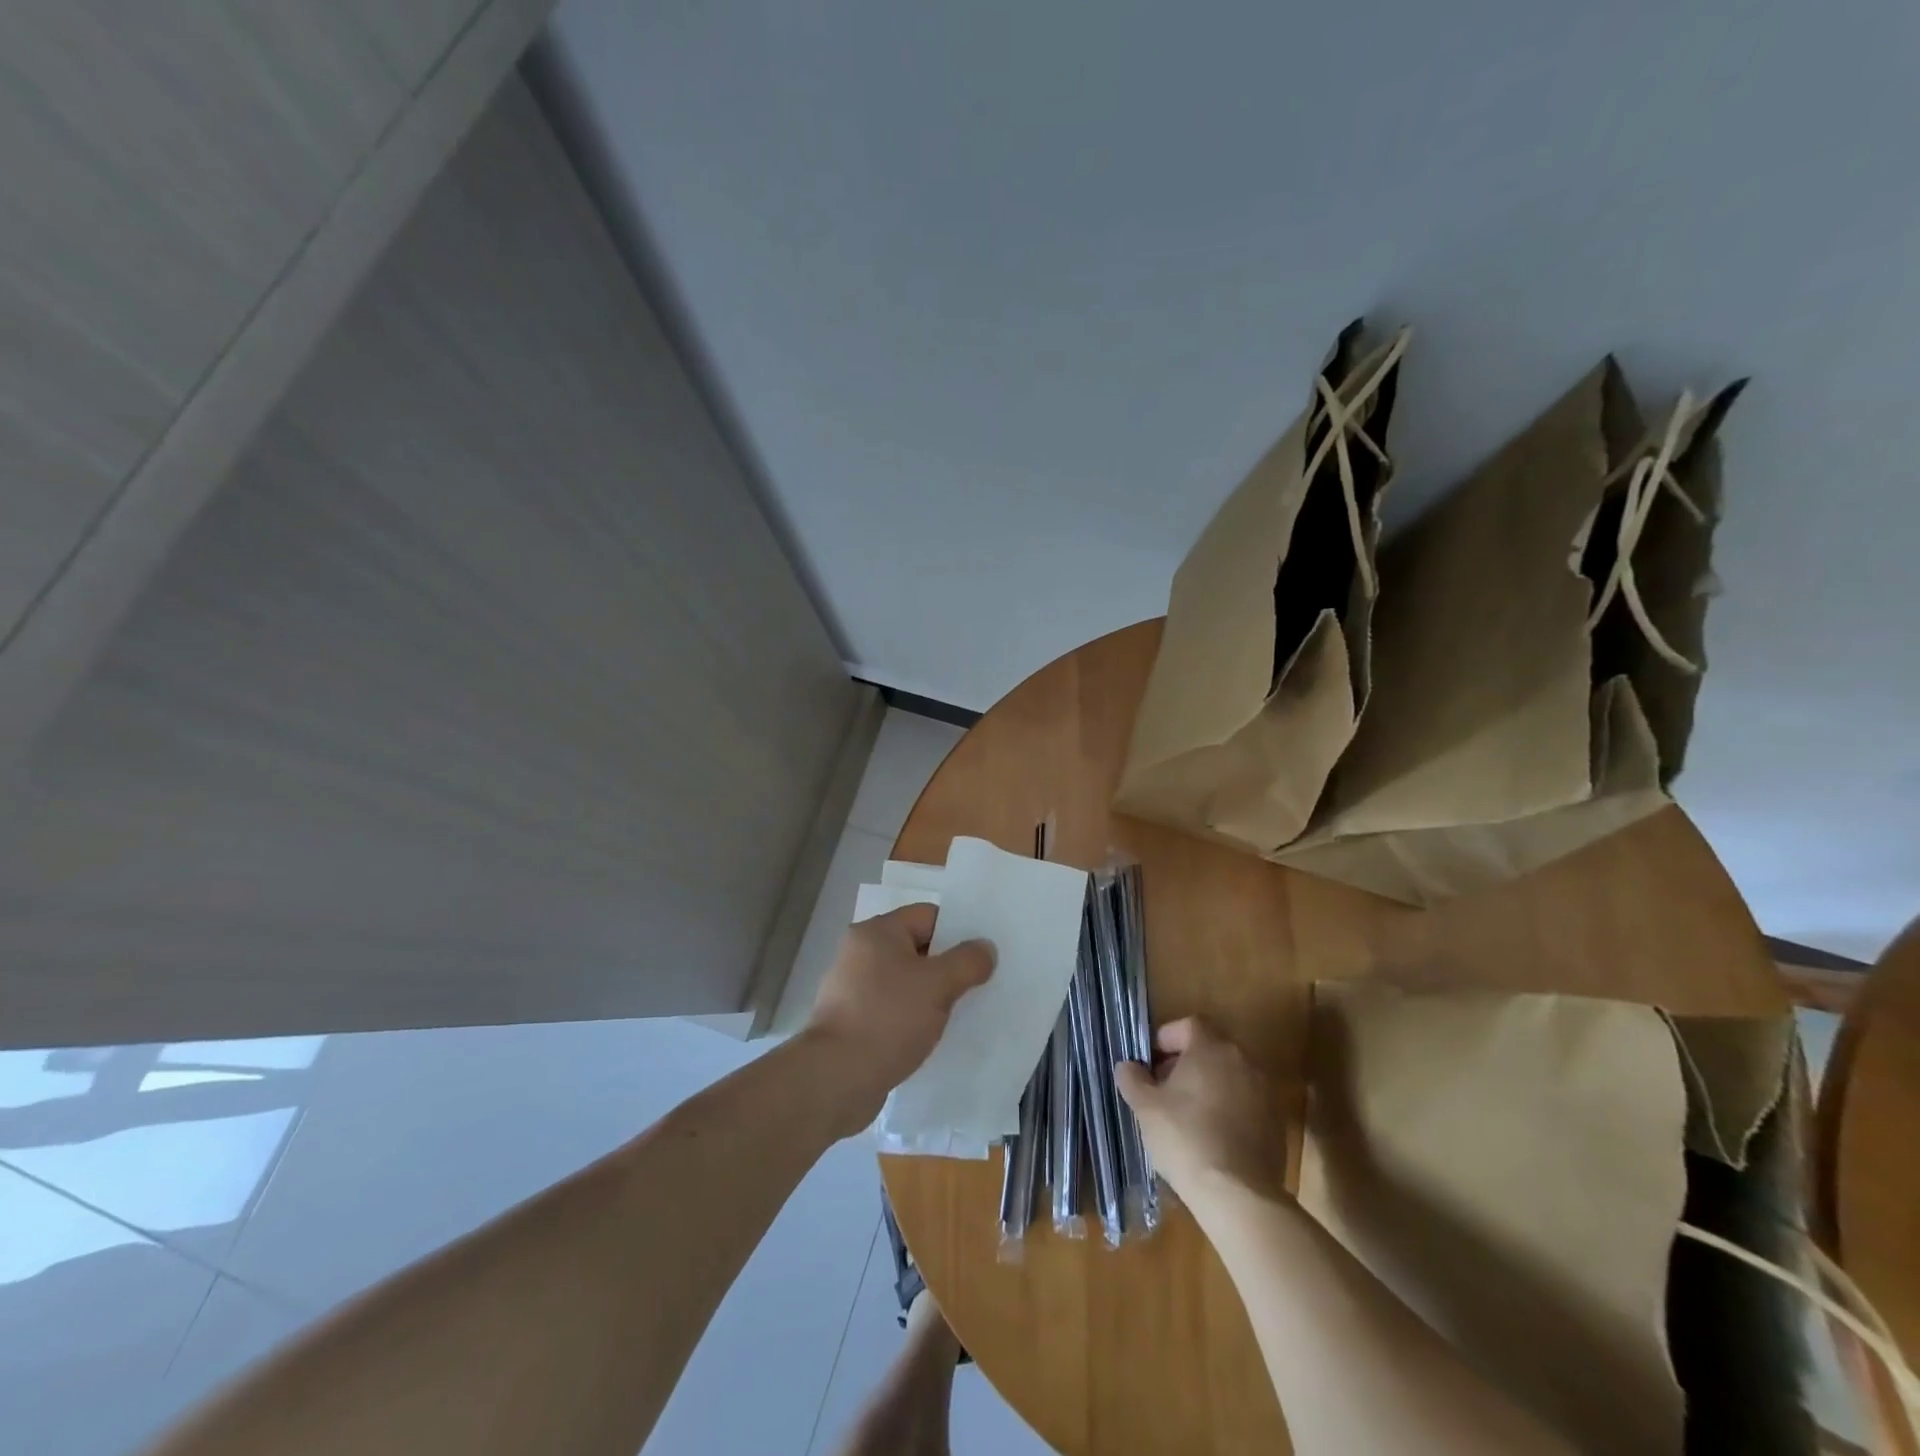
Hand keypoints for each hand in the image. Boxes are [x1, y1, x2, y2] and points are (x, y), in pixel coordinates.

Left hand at [802, 903, 994, 1133]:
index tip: (981, 957)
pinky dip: (911, 1016)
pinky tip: (928, 1035)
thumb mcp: (938, 985)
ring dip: (929, 994)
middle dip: (946, 966)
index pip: (928, 915)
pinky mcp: (851, 1019)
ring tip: (958, 1013)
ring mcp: (852, 987)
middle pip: (916, 947)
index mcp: (877, 932)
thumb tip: (985, 948)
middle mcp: (860, 952)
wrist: (836, 1078)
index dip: (958, 931)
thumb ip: (968, 961)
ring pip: (904, 980)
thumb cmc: (889, 1018)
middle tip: (977, 985)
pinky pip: (891, 1007)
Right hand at [1117, 1017, 1287, 1206]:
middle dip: (1186, 1063)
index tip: (1151, 1062)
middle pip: (1210, 1049)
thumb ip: (1133, 1079)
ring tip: (1186, 1116)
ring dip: (1208, 1087)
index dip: (1167, 1038)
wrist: (1238, 1195)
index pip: (1189, 1024)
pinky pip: (1245, 1105)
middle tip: (1164, 1088)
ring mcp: (1264, 1092)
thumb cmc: (1185, 1138)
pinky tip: (1211, 1139)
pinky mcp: (1276, 1124)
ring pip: (1229, 1077)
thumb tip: (1128, 1066)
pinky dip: (1228, 1111)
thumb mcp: (1145, 1107)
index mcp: (1211, 1048)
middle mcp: (1242, 1061)